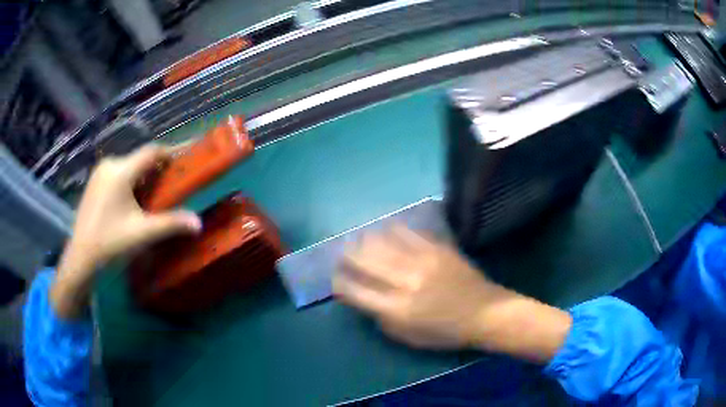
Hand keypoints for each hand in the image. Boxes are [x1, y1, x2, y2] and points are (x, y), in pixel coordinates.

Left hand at [51, 145, 201, 317]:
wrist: (81, 258)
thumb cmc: (111, 243)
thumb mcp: (142, 234)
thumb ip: (171, 224)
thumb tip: (198, 223)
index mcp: (121, 171)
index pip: (151, 152)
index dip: (171, 153)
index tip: (185, 161)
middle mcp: (109, 164)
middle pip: (139, 159)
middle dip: (156, 170)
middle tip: (170, 185)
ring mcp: (99, 172)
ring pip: (128, 167)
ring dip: (142, 177)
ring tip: (152, 196)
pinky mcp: (93, 182)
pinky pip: (117, 174)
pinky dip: (129, 181)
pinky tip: (131, 201)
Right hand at [333, 225, 571, 362]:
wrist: (484, 313)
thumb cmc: (445, 332)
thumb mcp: (408, 337)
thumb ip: (382, 318)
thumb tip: (364, 298)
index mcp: (396, 309)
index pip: (355, 291)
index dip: (339, 283)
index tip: (336, 279)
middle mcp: (404, 282)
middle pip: (364, 261)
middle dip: (347, 256)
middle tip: (342, 254)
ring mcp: (422, 261)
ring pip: (382, 242)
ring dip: (365, 240)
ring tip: (360, 240)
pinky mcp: (437, 248)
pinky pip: (408, 233)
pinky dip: (393, 231)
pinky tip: (387, 231)